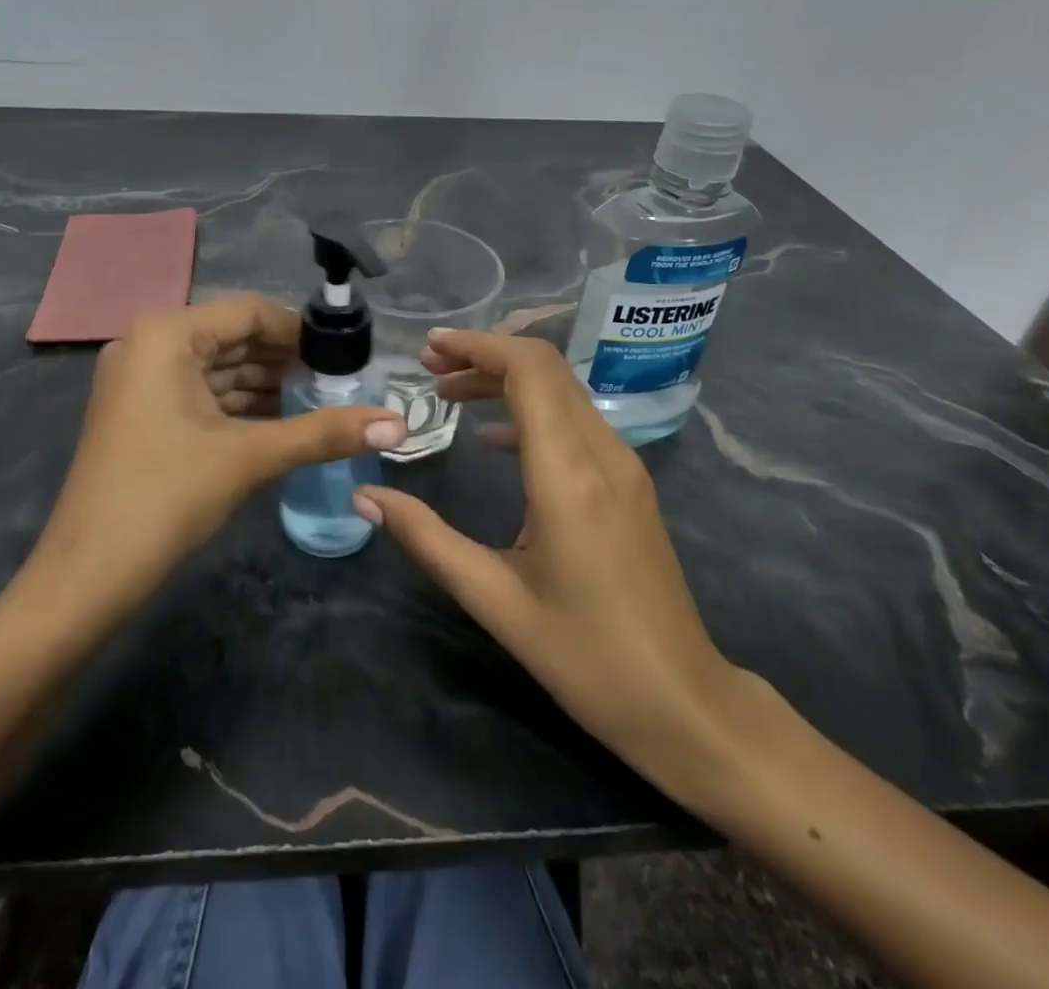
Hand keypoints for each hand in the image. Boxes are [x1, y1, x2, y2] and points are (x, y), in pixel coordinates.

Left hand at [28, 295, 404, 607]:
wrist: (88, 575)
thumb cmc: (166, 496)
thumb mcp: (250, 457)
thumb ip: (324, 433)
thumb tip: (399, 425)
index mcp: (166, 334)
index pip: (249, 312)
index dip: (300, 332)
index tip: (344, 358)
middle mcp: (148, 344)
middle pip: (232, 337)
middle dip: (285, 360)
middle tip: (338, 383)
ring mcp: (139, 380)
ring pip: (217, 368)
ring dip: (265, 384)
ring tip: (319, 403)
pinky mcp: (140, 412)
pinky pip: (199, 393)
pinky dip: (238, 405)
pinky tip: (281, 422)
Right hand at [352, 331, 741, 785]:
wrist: (682, 701)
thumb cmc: (585, 656)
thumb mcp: (493, 599)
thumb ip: (426, 539)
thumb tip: (366, 497)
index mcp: (568, 473)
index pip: (529, 370)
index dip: (478, 346)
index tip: (430, 349)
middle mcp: (602, 453)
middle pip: (546, 369)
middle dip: (484, 355)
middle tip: (429, 367)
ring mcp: (624, 467)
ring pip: (562, 391)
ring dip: (506, 380)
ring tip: (449, 393)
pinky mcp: (630, 485)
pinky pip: (576, 422)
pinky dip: (531, 410)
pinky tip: (495, 439)